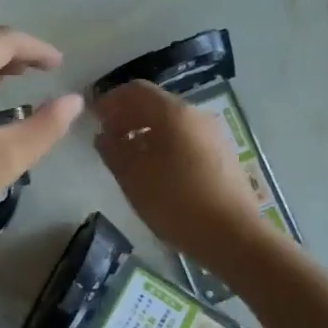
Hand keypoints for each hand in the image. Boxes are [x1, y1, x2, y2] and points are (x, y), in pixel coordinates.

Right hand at [92, 80, 268, 263]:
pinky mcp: (222, 155)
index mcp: (173, 113)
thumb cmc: (176, 202)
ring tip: (128, 156)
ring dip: (145, 131)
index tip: (93, 119)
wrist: (233, 236)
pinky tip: (155, 170)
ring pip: (171, 122)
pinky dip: (164, 144)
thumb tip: (104, 136)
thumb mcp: (133, 177)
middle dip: (127, 116)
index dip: (110, 101)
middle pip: (155, 103)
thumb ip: (113, 150)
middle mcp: (196, 115)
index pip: (135, 90)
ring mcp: (213, 135)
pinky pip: (186, 138)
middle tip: (107, 138)